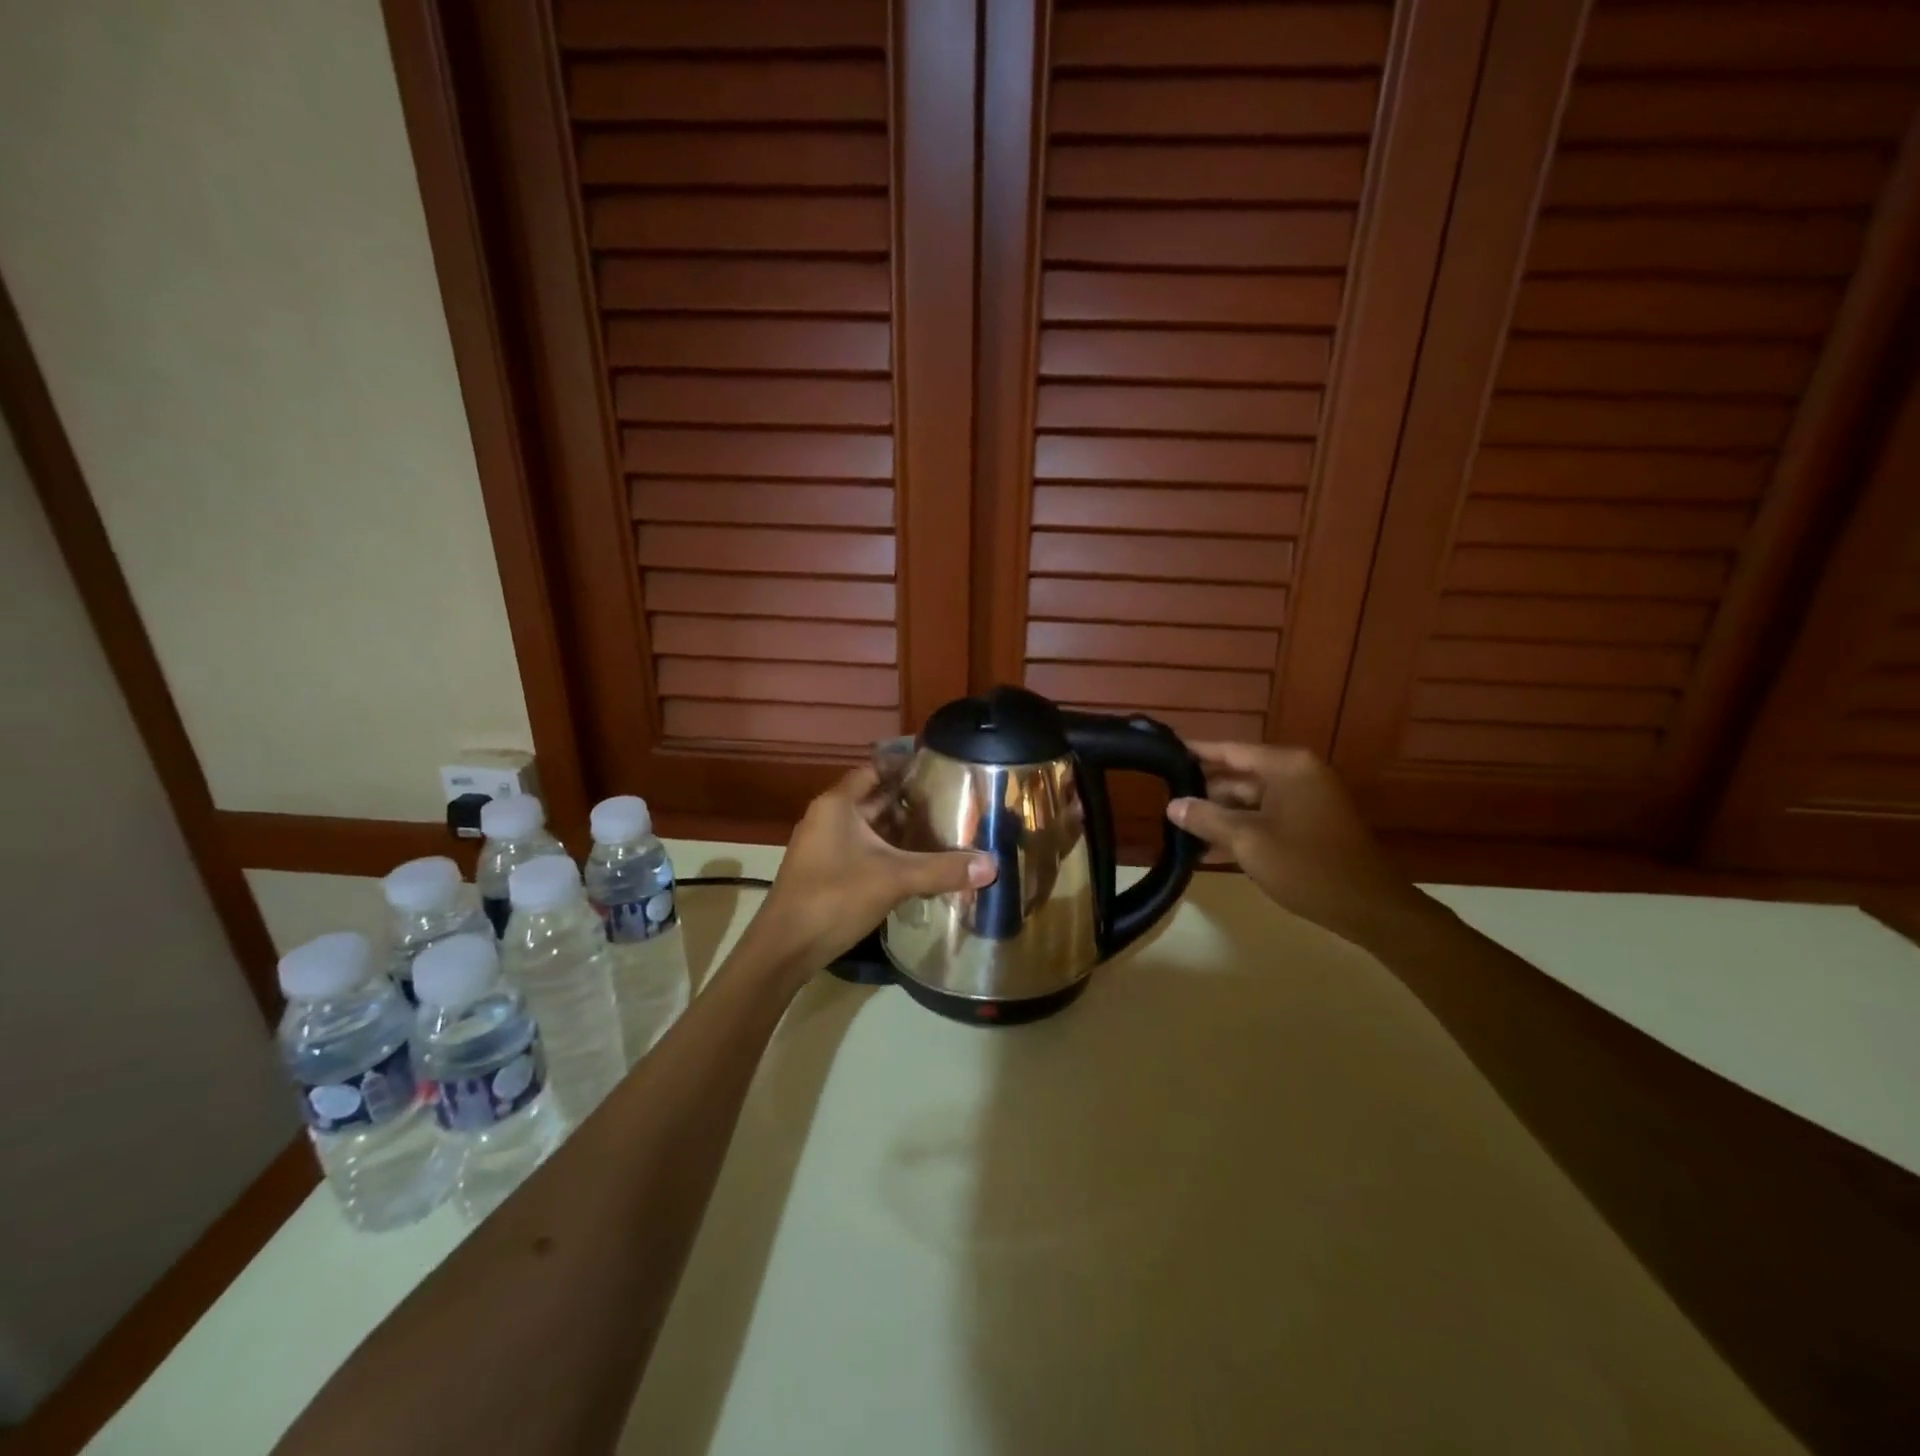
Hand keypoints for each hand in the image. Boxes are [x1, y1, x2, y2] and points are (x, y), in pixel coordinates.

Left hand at [749, 766, 995, 976]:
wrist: (785, 949)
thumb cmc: (833, 898)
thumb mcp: (893, 879)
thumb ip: (942, 870)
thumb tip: (992, 865)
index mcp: (837, 805)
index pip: (874, 770)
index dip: (905, 766)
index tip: (939, 766)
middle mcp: (828, 818)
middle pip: (875, 799)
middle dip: (910, 801)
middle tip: (952, 800)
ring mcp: (825, 846)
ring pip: (870, 828)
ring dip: (901, 829)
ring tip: (943, 829)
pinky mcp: (827, 872)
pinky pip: (864, 851)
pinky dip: (889, 852)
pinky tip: (917, 863)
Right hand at [1166, 743, 1436, 951]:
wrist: (1369, 907)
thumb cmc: (1306, 866)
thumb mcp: (1247, 841)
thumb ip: (1206, 818)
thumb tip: (1172, 805)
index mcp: (1286, 767)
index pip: (1230, 750)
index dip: (1195, 753)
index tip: (1162, 752)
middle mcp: (1297, 775)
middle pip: (1238, 776)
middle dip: (1204, 792)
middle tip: (1163, 801)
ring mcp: (1305, 800)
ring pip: (1249, 800)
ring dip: (1219, 816)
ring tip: (1178, 828)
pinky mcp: (1309, 824)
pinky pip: (1265, 818)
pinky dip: (1241, 829)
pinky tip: (1208, 849)